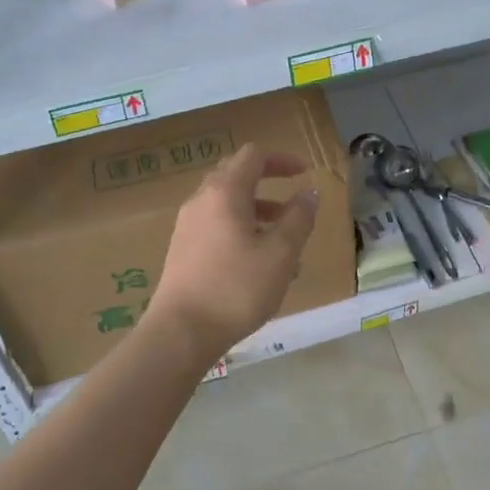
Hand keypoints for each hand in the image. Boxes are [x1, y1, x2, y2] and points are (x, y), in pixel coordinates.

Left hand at [145, 145, 319, 364]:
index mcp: (225, 192)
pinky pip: (216, 225)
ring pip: (227, 204)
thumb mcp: (280, 253)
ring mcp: (188, 225)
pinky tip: (259, 264)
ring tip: (285, 243)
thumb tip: (309, 192)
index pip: (253, 156)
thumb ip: (299, 218)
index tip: (304, 173)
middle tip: (293, 202)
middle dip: (268, 183)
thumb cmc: (236, 288)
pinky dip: (241, 230)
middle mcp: (202, 200)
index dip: (281, 160)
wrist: (180, 332)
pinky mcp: (183, 249)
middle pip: (236, 175)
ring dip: (258, 212)